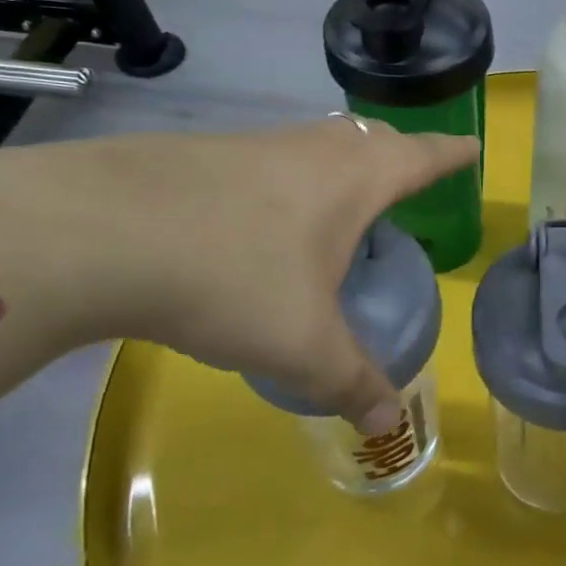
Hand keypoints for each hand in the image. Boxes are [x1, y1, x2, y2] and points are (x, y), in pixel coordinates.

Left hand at [53, 117, 477, 430]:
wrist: (95, 232)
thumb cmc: (230, 278)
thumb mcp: (302, 345)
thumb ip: (352, 383)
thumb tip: (390, 426)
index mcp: (354, 178)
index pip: (421, 155)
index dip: (450, 154)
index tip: (471, 149)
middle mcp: (311, 149)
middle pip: (371, 138)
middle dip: (398, 155)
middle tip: (408, 181)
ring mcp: (252, 145)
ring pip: (315, 144)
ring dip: (338, 165)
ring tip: (340, 202)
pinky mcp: (201, 155)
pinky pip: (267, 161)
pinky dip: (285, 181)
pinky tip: (260, 219)